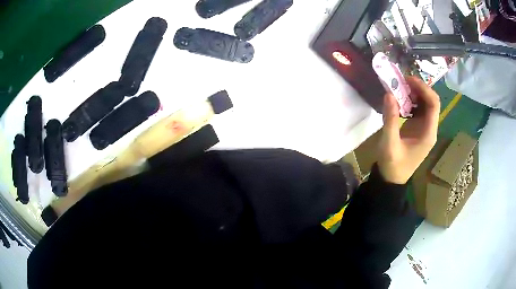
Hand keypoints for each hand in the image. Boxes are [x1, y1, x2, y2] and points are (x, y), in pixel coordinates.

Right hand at [377, 76, 439, 183]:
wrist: (392, 179)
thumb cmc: (392, 165)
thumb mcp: (389, 143)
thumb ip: (390, 119)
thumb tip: (389, 94)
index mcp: (428, 133)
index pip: (433, 104)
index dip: (423, 89)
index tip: (407, 80)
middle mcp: (430, 128)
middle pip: (431, 101)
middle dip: (418, 88)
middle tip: (402, 80)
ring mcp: (424, 128)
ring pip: (425, 104)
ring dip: (414, 93)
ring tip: (399, 86)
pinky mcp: (418, 128)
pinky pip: (418, 109)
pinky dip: (410, 100)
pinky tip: (400, 98)